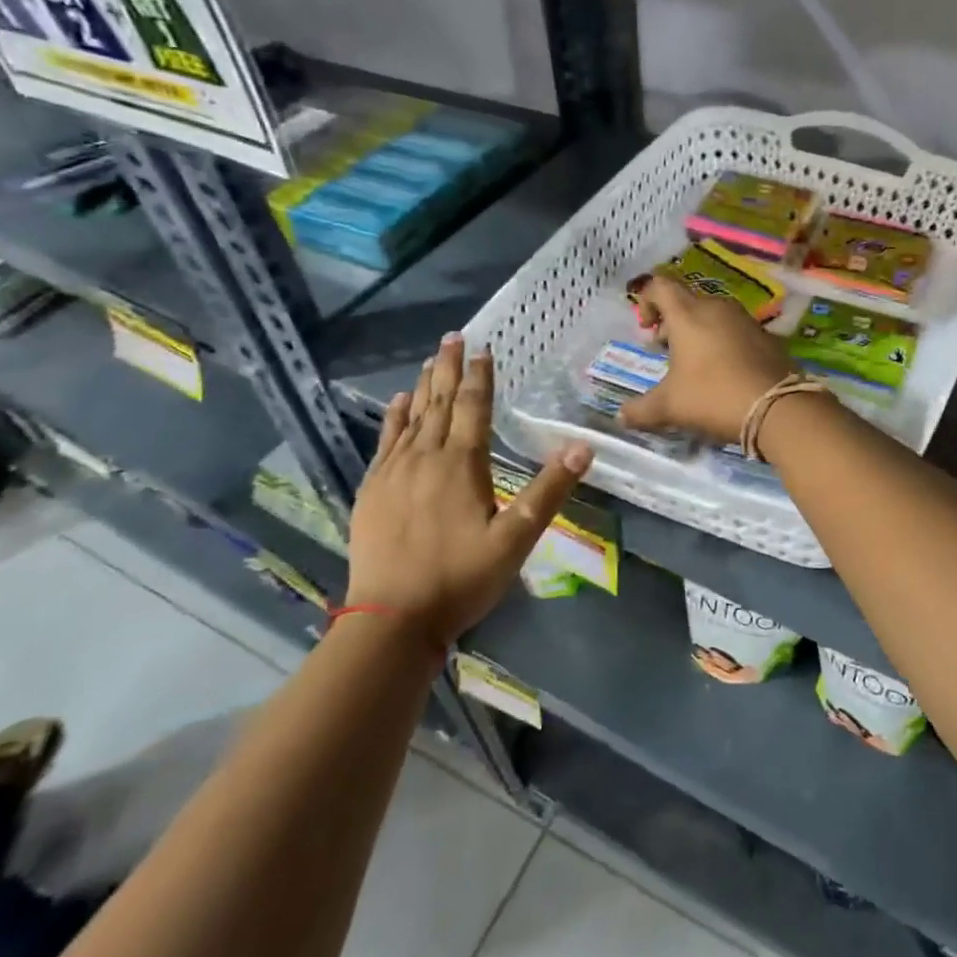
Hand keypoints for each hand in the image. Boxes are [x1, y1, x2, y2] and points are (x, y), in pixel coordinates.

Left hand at [347, 334, 591, 651]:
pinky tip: (396, 404)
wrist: (391, 619)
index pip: (473, 407)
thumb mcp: (516, 538)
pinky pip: (385, 442)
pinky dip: (393, 418)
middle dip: (447, 368)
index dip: (480, 376)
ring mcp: (394, 473)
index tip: (484, 348)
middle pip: (439, 403)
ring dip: (423, 387)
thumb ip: (549, 490)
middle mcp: (426, 458)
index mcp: (462, 464)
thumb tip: (583, 446)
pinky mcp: (373, 491)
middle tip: (453, 336)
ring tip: (429, 360)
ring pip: (412, 417)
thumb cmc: (461, 578)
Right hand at [619, 275, 791, 443]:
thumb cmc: (713, 397)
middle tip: (666, 349)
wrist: (777, 407)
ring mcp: (745, 319)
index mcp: (688, 314)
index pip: (660, 286)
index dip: (647, 300)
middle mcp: (717, 307)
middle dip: (672, 321)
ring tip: (695, 363)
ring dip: (699, 331)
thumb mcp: (670, 407)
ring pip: (714, 314)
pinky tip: (725, 371)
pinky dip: (724, 342)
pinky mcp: (767, 335)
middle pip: (687, 300)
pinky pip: (736, 330)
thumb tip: (621, 417)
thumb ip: (641, 410)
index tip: (646, 328)